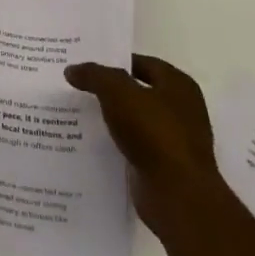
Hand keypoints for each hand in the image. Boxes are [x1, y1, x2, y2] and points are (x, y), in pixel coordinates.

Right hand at [66, 56, 220, 231]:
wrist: (177, 194)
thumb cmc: (154, 132)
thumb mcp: (118, 92)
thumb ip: (94, 75)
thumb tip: (73, 70)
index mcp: (179, 86)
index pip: (143, 63)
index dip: (115, 61)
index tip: (86, 65)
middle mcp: (181, 109)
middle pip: (138, 91)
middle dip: (110, 89)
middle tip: (77, 86)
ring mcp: (174, 139)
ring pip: (135, 120)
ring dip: (111, 117)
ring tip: (77, 112)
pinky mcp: (164, 165)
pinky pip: (134, 145)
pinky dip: (116, 142)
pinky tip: (91, 141)